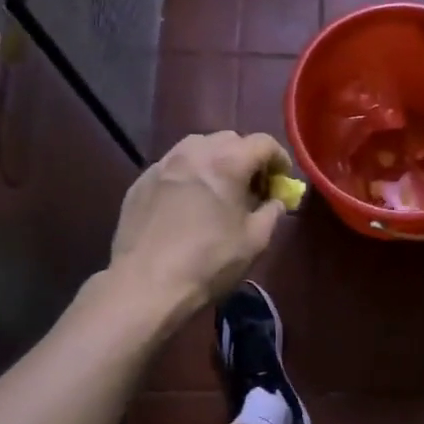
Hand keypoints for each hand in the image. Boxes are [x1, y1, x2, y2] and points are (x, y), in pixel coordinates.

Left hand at [109, 132, 292, 316]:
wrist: (146, 284)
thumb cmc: (209, 262)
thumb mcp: (255, 240)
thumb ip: (272, 212)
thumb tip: (274, 201)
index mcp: (227, 162)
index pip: (263, 143)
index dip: (279, 159)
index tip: (282, 181)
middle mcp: (193, 152)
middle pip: (229, 140)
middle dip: (247, 158)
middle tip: (252, 187)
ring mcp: (162, 164)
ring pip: (197, 147)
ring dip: (215, 161)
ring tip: (218, 191)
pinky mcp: (140, 182)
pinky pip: (172, 167)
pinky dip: (188, 175)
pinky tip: (187, 204)